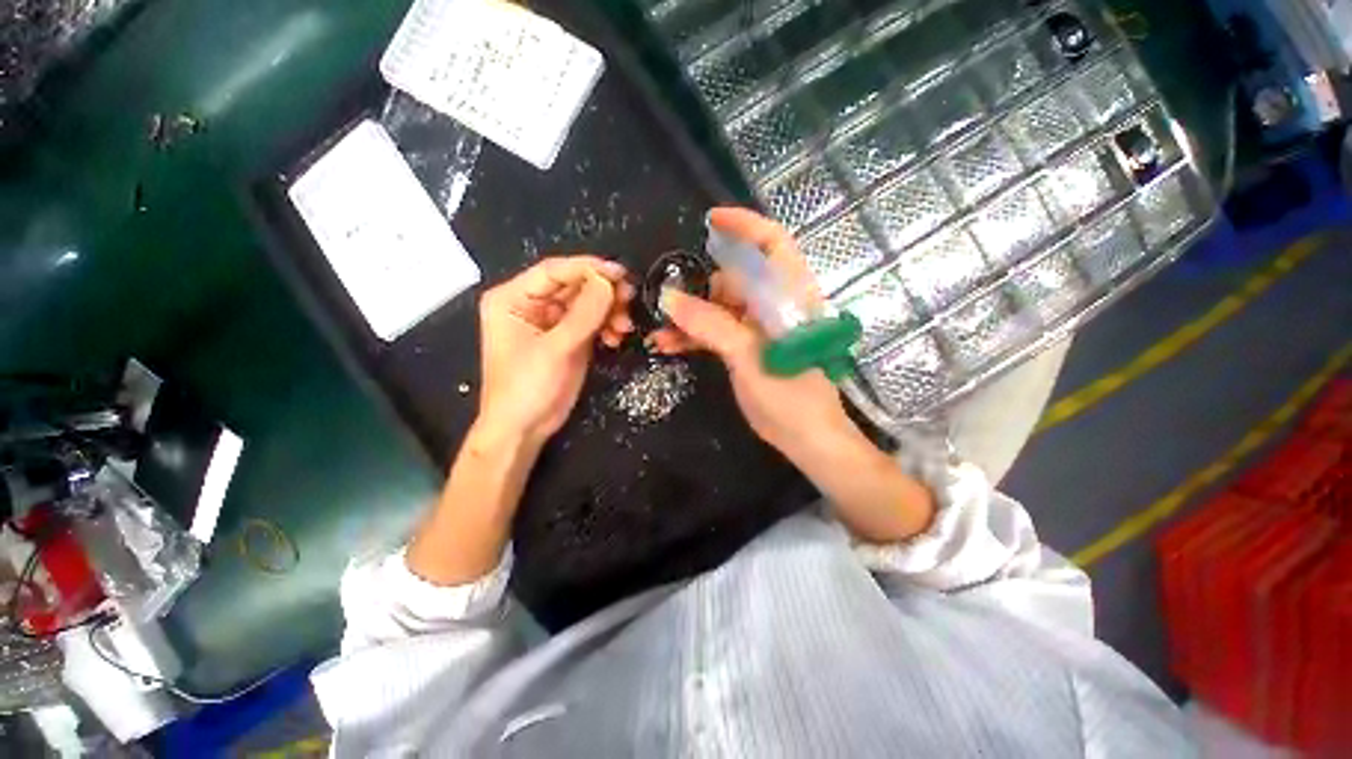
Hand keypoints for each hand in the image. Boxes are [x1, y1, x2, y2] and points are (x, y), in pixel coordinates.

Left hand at [477, 256, 634, 445]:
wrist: (524, 429)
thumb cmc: (527, 388)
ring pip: (587, 303)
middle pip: (574, 286)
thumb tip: (608, 283)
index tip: (619, 273)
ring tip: (625, 325)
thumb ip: (583, 315)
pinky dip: (607, 326)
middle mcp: (532, 304)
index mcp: (513, 299)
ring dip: (609, 311)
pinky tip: (616, 338)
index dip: (588, 268)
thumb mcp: (555, 350)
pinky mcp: (569, 338)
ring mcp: (553, 322)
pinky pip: (592, 322)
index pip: (554, 272)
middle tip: (629, 298)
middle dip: (603, 292)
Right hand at [649, 208, 853, 456]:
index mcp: (788, 296)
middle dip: (700, 288)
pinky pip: (717, 332)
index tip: (711, 220)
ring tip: (660, 331)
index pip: (772, 244)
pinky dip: (694, 336)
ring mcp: (759, 328)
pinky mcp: (748, 348)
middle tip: (671, 305)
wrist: (805, 438)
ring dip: (690, 318)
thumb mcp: (748, 355)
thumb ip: (710, 324)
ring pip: (720, 308)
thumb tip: (668, 298)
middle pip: (734, 279)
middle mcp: (774, 305)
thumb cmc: (788, 394)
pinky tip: (669, 345)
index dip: (745, 225)